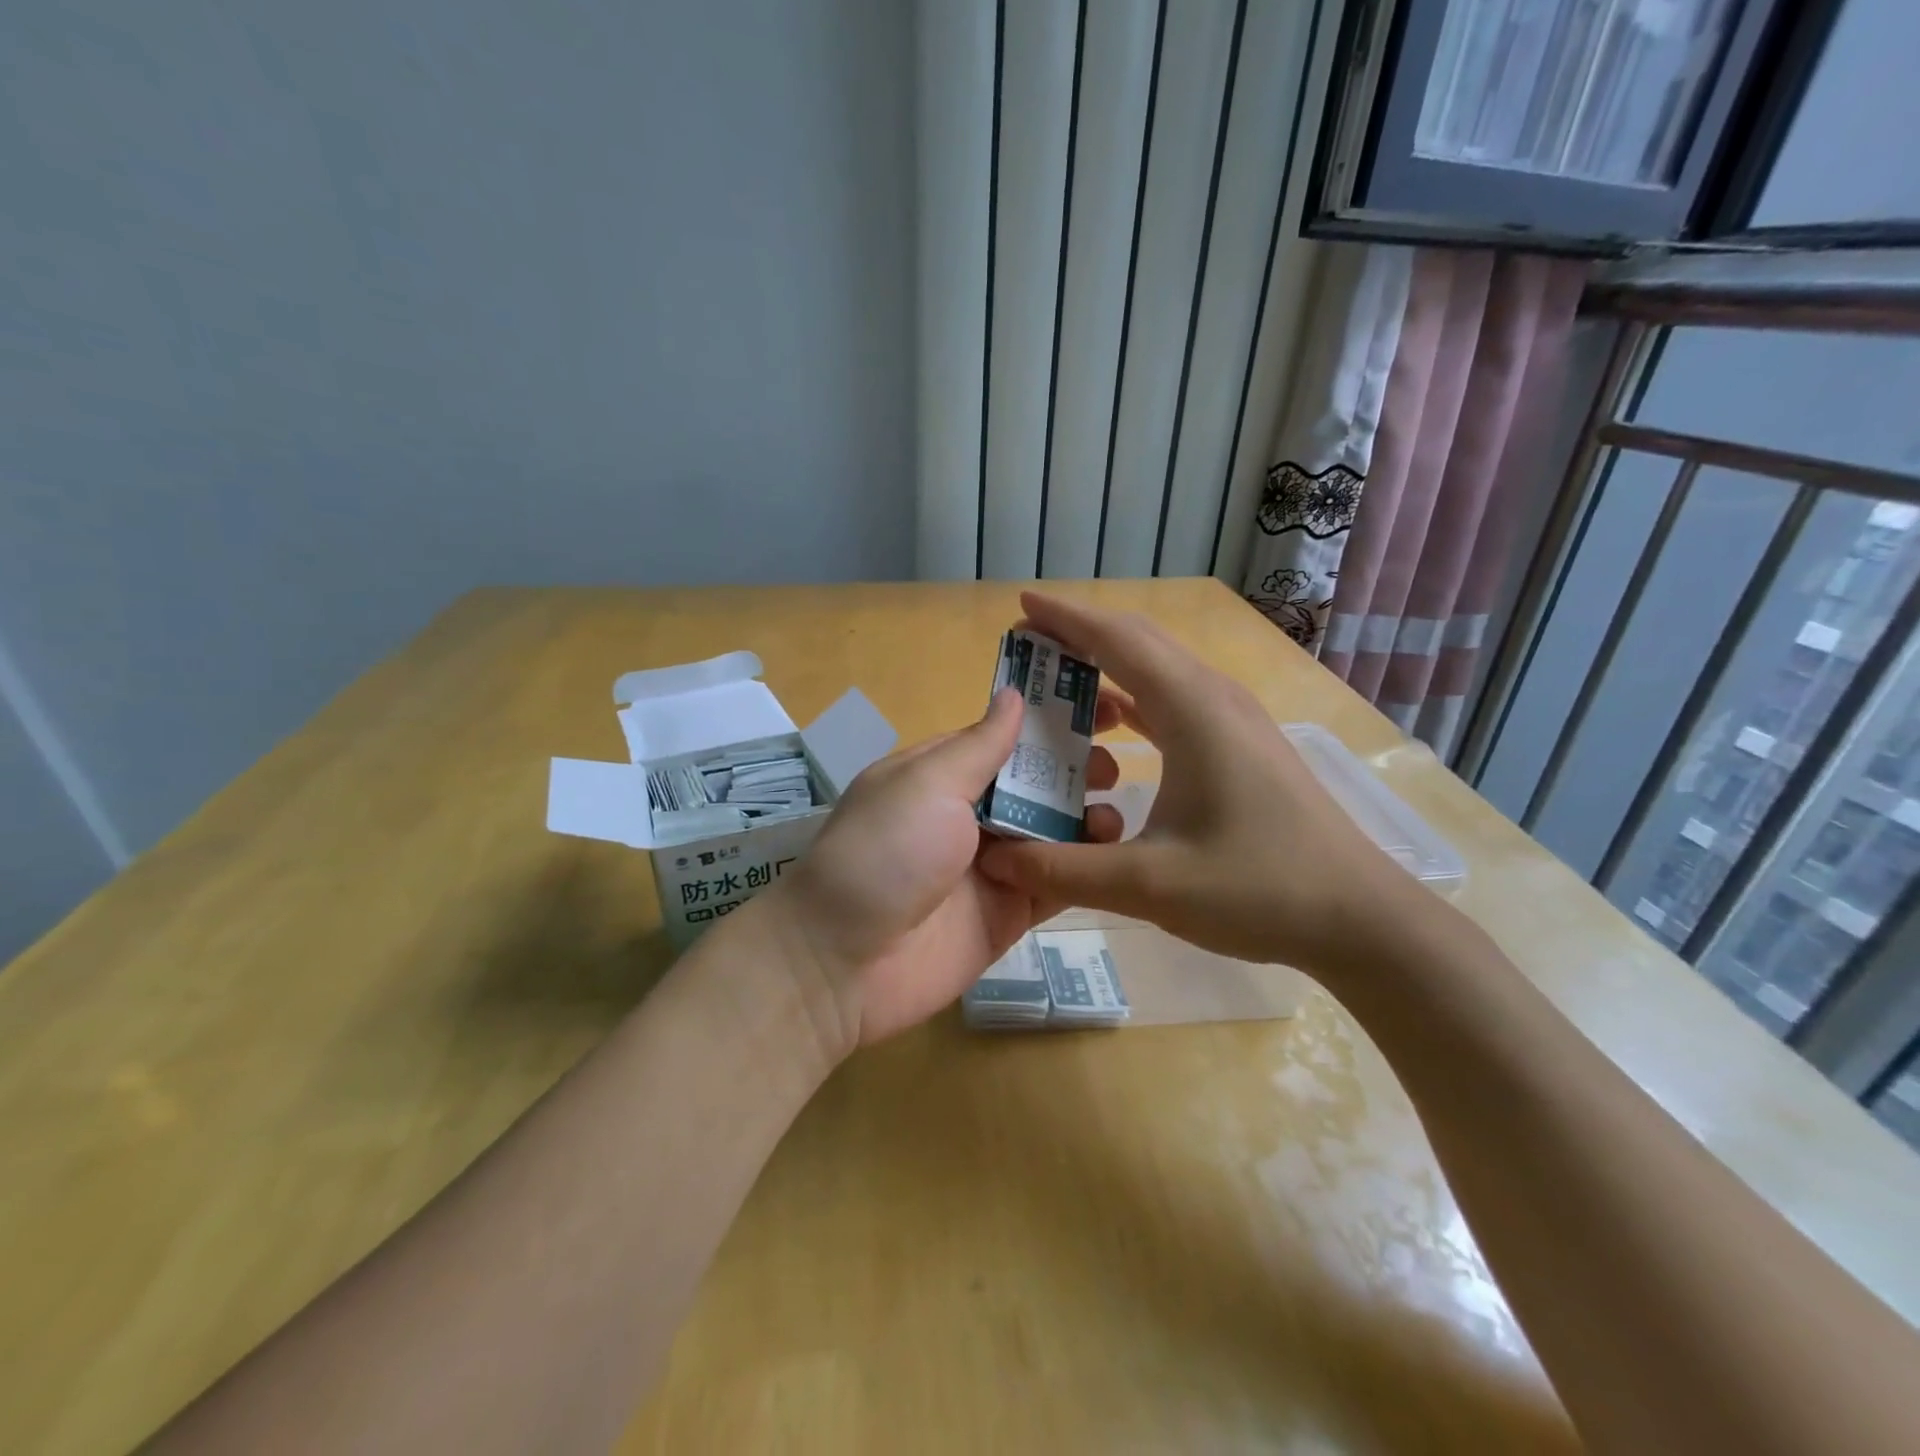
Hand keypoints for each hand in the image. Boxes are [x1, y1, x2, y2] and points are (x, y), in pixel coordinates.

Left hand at [766, 686, 1124, 1056]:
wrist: (843, 963)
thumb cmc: (884, 853)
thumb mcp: (927, 784)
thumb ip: (980, 746)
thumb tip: (1013, 694)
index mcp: (942, 774)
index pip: (1005, 737)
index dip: (1051, 720)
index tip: (1105, 707)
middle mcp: (968, 814)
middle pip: (1034, 784)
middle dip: (1075, 770)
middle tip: (1117, 767)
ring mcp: (991, 865)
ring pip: (1052, 832)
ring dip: (1086, 817)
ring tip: (1115, 811)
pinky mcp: (1009, 912)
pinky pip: (1055, 882)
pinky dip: (1084, 867)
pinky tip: (1113, 853)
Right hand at [976, 592, 1416, 981]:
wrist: (1359, 919)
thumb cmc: (1258, 890)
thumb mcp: (1148, 885)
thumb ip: (1062, 870)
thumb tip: (995, 862)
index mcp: (1192, 710)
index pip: (1116, 641)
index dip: (1065, 619)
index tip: (1021, 606)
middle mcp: (1214, 698)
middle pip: (1139, 642)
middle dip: (1081, 635)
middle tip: (1028, 648)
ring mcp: (1234, 720)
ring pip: (1160, 670)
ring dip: (1108, 669)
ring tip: (1058, 689)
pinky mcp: (1242, 745)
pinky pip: (1175, 701)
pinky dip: (1134, 701)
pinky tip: (1112, 730)